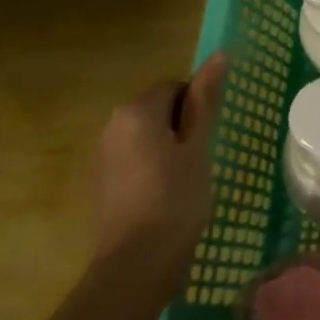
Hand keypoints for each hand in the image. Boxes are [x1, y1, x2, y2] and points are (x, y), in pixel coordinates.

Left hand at [90, 51, 225, 292]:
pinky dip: (150, 166)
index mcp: (137, 111)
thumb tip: (219, 55)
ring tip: (185, 178)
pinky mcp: (100, 182)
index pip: (176, 86)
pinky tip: (164, 194)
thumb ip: (206, 99)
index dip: (197, 108)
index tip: (207, 137)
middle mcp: (112, 125)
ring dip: (167, 146)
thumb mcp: (199, 146)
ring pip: (146, 134)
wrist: (135, 264)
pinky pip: (133, 157)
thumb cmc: (176, 198)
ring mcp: (102, 155)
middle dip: (181, 125)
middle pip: (158, 108)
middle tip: (200, 157)